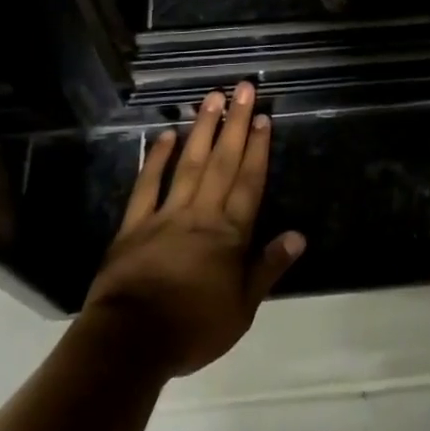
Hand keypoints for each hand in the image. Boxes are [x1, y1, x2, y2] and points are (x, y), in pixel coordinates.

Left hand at [84, 83, 305, 377]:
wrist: (131, 341)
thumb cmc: (193, 328)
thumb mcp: (242, 308)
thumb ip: (268, 267)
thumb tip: (298, 235)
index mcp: (229, 234)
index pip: (249, 183)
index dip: (257, 149)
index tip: (262, 117)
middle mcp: (201, 214)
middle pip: (222, 162)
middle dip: (234, 124)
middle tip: (242, 89)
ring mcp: (166, 215)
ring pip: (189, 164)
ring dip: (202, 130)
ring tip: (211, 98)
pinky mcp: (135, 224)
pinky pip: (148, 185)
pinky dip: (157, 159)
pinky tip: (165, 135)